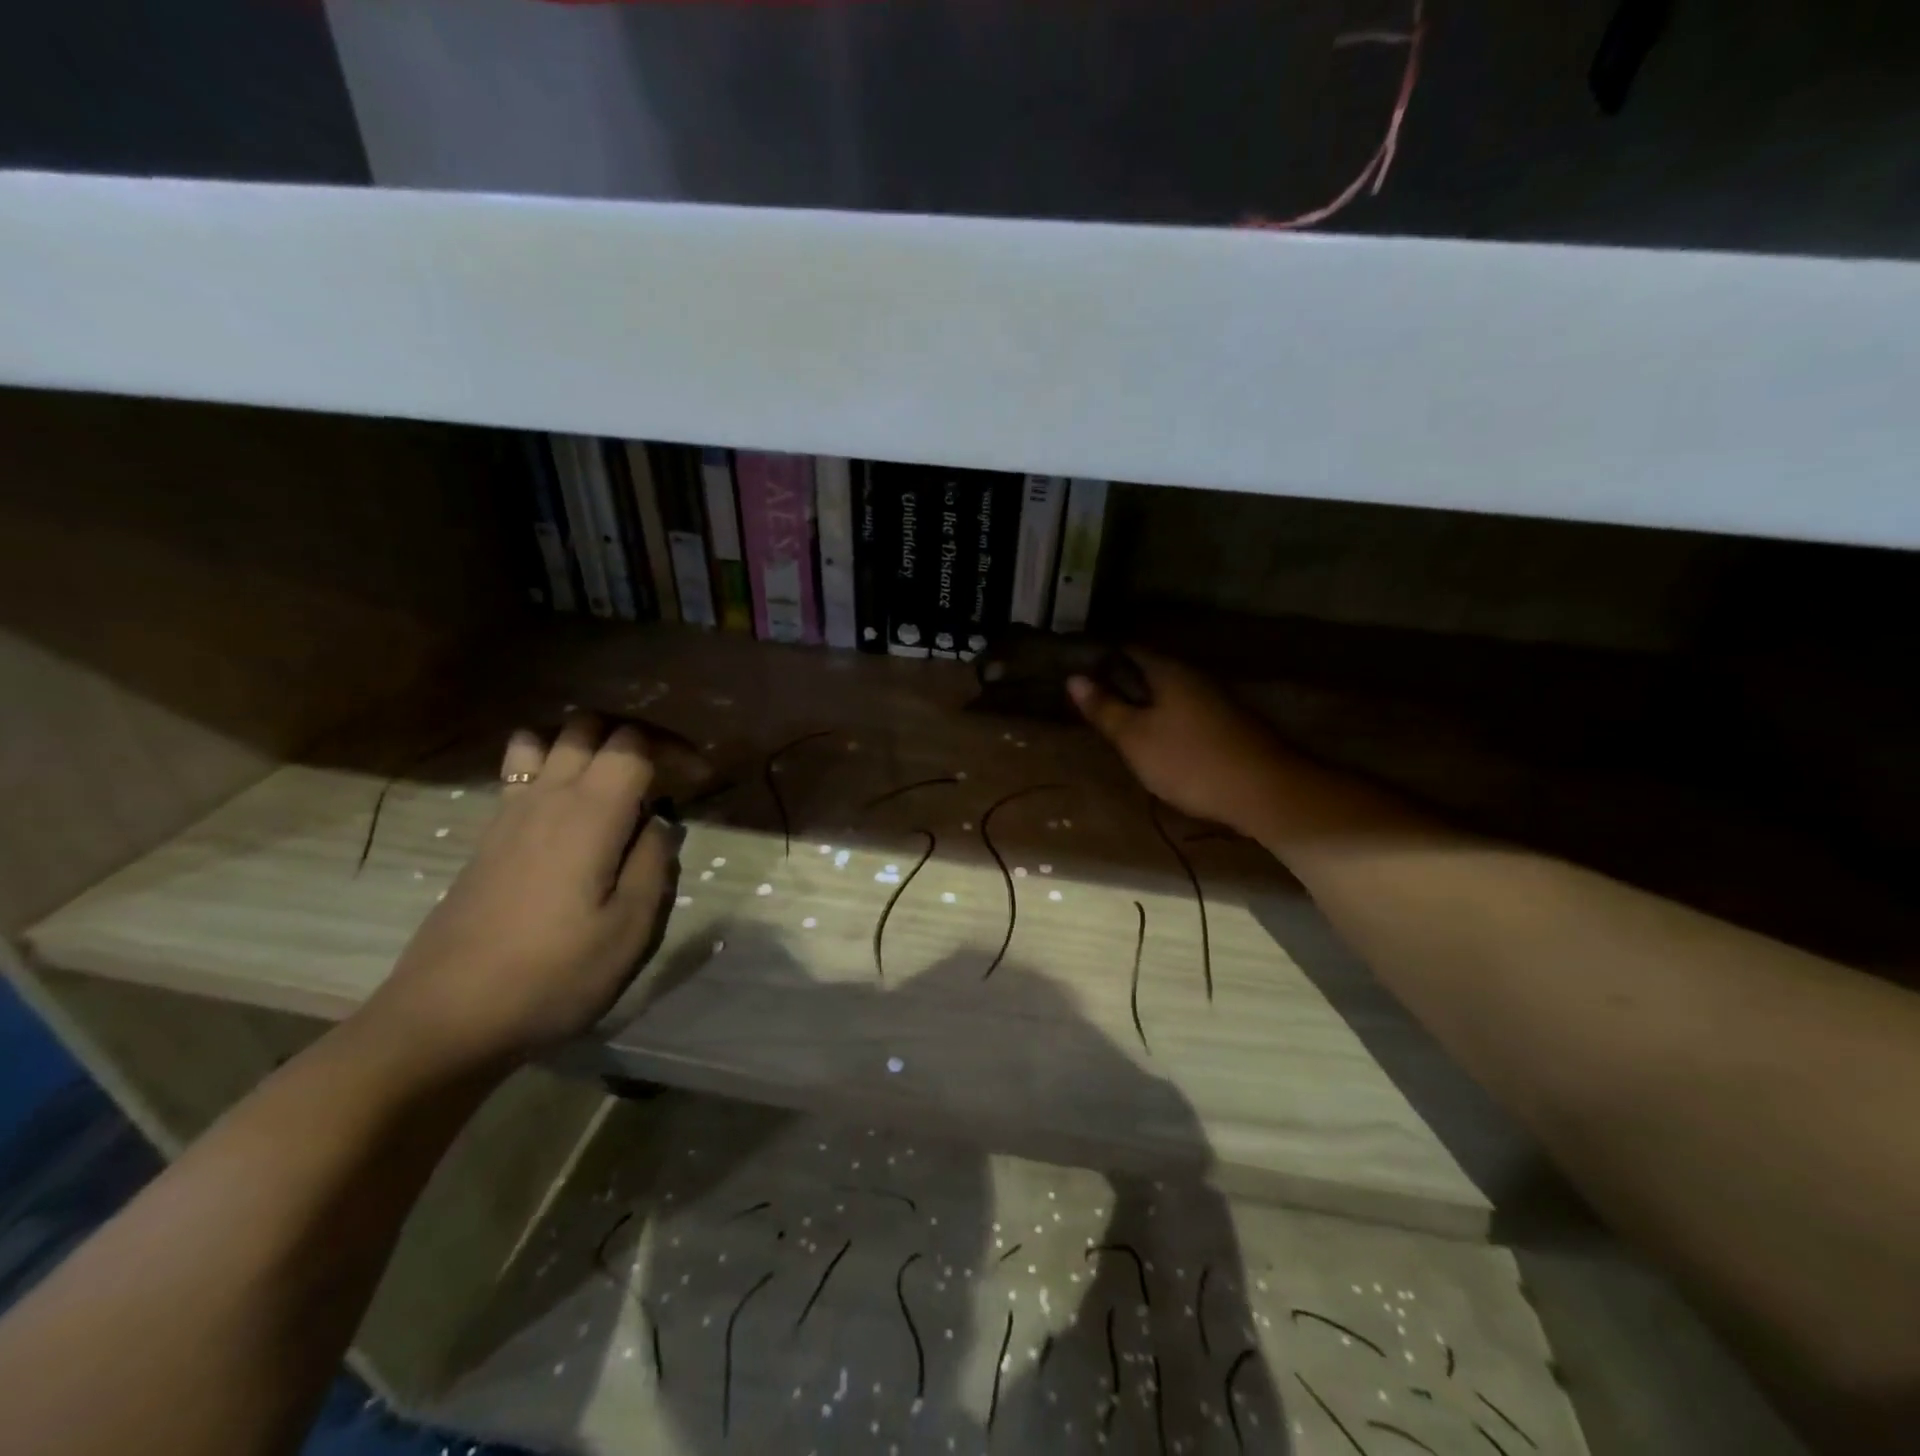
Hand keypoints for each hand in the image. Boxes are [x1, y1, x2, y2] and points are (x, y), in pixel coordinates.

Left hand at [366, 713, 682, 1072]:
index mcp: (590, 814)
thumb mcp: (630, 930)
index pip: (634, 743)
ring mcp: (509, 813)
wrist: (446, 1018)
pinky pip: (520, 769)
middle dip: (635, 733)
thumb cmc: (553, 976)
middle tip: (664, 770)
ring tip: (614, 778)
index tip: (700, 778)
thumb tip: (661, 823)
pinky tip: (571, 807)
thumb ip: (654, 864)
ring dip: (586, 742)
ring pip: (546, 737)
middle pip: (589, 724)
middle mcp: (547, 797)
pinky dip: (553, 763)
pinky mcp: (488, 836)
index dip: (674, 748)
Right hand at [1068, 650, 1296, 833]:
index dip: (1101, 660)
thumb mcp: (1135, 738)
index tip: (1078, 677)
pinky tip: (1159, 744)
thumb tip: (1074, 678)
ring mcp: (1216, 700)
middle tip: (1094, 706)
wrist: (1265, 791)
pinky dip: (1168, 722)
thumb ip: (1104, 708)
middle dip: (1123, 685)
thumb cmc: (1190, 760)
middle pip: (1150, 672)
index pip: (1127, 651)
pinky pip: (1187, 713)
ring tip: (1121, 728)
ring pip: (1170, 694)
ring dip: (1146, 706)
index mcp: (1167, 671)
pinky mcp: (1230, 724)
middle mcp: (1194, 676)